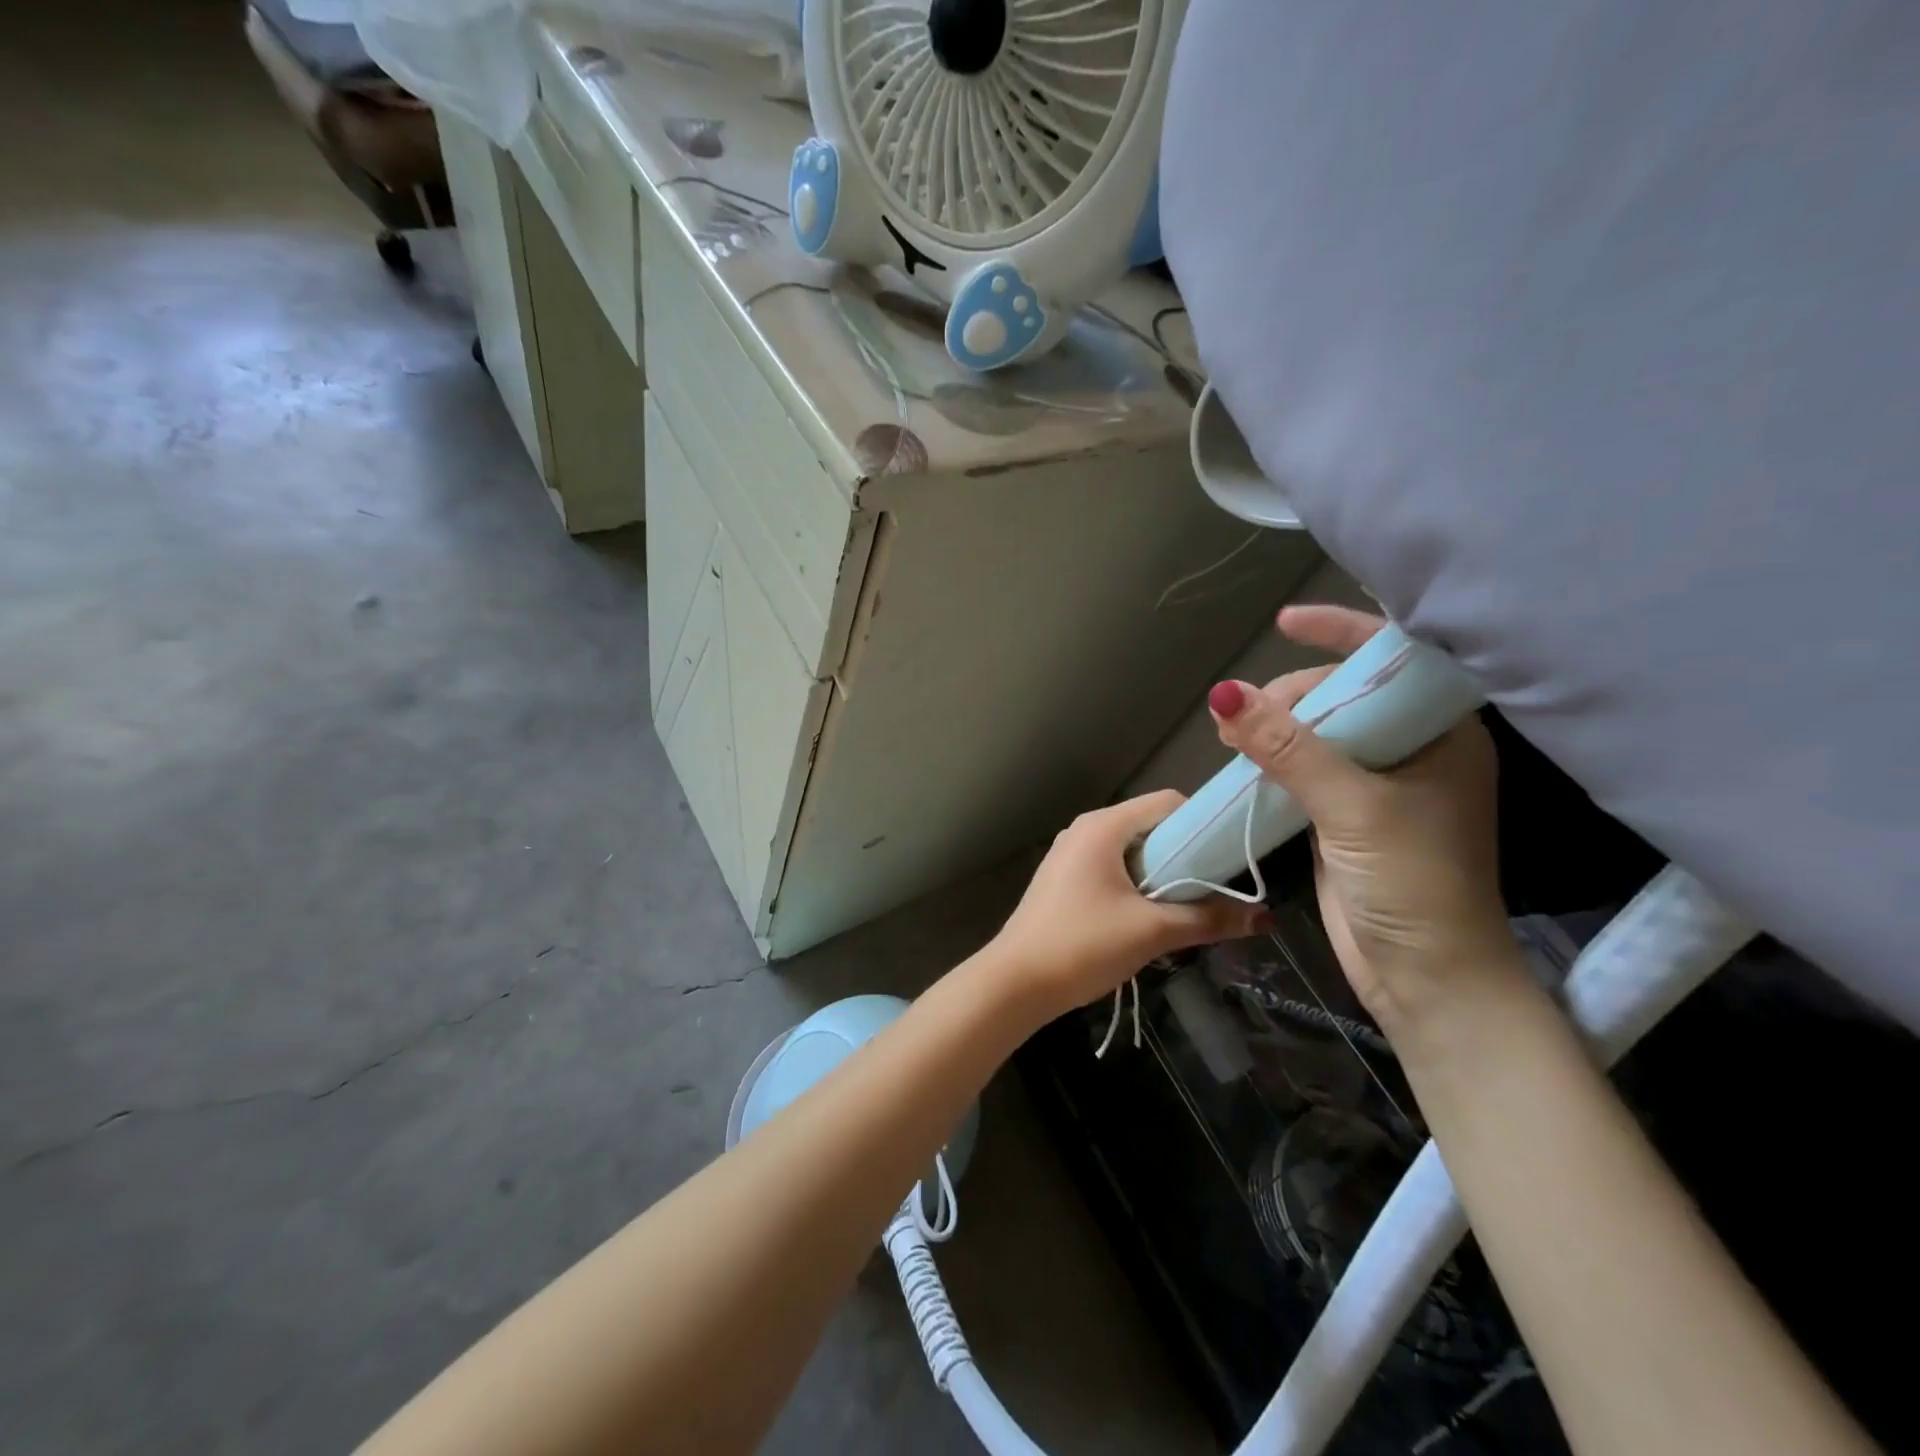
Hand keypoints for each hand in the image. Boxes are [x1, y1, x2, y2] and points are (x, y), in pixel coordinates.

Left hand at [992, 791, 1268, 1023]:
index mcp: (1103, 826)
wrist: (1015, 982)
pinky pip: (1111, 868)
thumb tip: (1264, 918)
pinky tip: (1148, 918)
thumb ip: (1208, 919)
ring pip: (1132, 851)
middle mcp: (1085, 830)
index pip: (1168, 803)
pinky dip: (1136, 884)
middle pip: (1151, 826)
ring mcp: (1070, 854)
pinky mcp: (1063, 879)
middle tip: (1214, 890)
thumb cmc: (1083, 945)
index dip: (1204, 825)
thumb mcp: (1152, 932)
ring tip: (1186, 908)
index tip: (1230, 859)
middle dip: (1185, 855)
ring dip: (1162, 875)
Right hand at [1211, 605, 1521, 1029]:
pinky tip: (1244, 762)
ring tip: (1232, 734)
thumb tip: (1224, 694)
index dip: (1341, 633)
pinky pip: (1304, 771)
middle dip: (1293, 695)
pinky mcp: (1346, 816)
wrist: (1425, 977)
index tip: (1286, 622)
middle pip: (1344, 696)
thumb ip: (1288, 748)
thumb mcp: (1353, 807)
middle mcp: (1412, 750)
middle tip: (1248, 717)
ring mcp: (1377, 784)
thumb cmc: (1414, 883)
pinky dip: (1273, 763)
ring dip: (1276, 729)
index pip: (1392, 662)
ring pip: (1318, 734)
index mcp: (1441, 735)